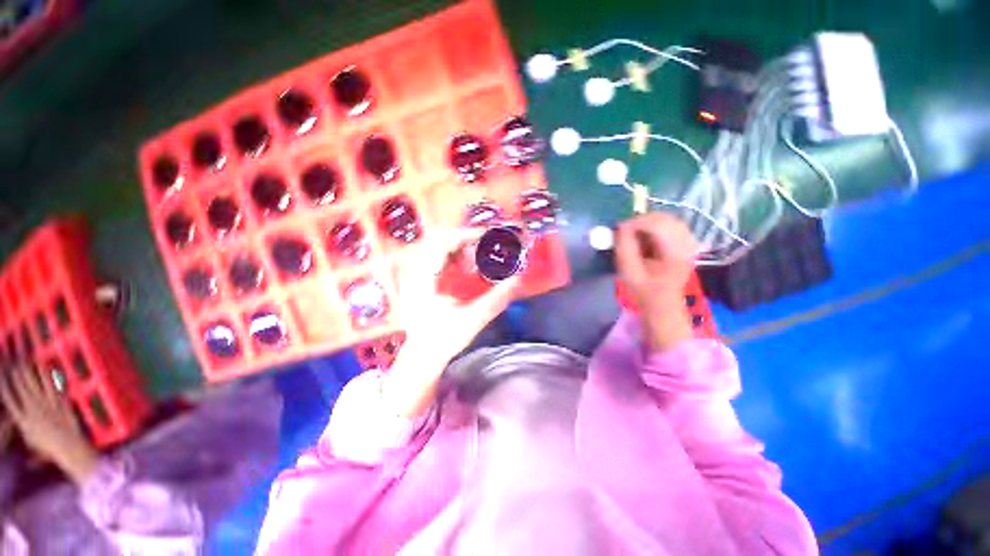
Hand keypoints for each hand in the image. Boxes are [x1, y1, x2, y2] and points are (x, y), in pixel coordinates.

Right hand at [0, 366, 97, 483]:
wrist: (70, 448)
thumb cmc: (52, 451)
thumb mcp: (35, 449)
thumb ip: (28, 448)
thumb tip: (27, 461)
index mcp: (22, 420)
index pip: (8, 398)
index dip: (2, 383)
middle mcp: (31, 409)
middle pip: (19, 386)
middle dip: (13, 371)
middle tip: (9, 357)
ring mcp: (45, 404)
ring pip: (33, 383)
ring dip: (27, 369)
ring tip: (22, 357)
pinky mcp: (58, 402)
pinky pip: (51, 385)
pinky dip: (45, 375)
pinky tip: (43, 365)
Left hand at [385, 229, 520, 416]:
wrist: (422, 357)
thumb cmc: (443, 339)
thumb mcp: (472, 319)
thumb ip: (496, 299)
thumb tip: (517, 280)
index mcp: (424, 278)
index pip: (442, 243)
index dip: (465, 234)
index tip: (487, 235)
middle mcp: (417, 272)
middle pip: (440, 242)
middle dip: (464, 241)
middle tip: (485, 247)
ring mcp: (417, 276)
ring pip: (438, 250)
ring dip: (459, 249)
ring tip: (477, 257)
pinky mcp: (421, 282)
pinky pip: (438, 261)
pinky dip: (454, 259)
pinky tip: (466, 269)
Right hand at [616, 213, 697, 351]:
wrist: (662, 303)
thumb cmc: (643, 290)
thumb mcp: (628, 271)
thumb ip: (624, 247)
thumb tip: (622, 227)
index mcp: (675, 253)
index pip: (657, 225)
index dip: (635, 223)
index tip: (619, 230)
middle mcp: (687, 244)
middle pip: (665, 218)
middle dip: (641, 220)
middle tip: (625, 231)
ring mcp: (689, 242)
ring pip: (668, 219)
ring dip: (648, 223)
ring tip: (635, 234)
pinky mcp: (686, 242)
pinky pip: (671, 225)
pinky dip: (656, 226)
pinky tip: (646, 237)